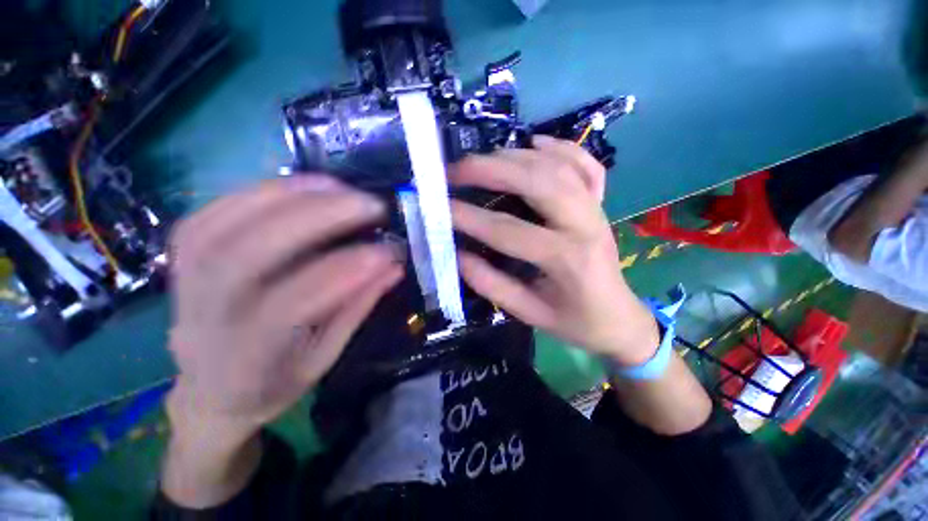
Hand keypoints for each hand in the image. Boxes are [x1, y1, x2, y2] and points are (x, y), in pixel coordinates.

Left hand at [166, 175, 402, 439]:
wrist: (210, 390)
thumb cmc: (273, 382)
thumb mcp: (324, 357)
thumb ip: (357, 308)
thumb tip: (393, 266)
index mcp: (247, 352)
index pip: (293, 303)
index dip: (346, 272)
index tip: (388, 252)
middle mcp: (207, 312)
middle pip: (252, 251)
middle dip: (320, 218)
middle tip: (370, 206)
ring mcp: (187, 277)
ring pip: (230, 221)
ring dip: (293, 195)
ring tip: (342, 187)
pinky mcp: (184, 253)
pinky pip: (216, 209)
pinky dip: (262, 190)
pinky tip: (302, 185)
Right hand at [451, 136, 658, 365]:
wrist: (619, 318)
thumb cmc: (574, 321)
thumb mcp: (529, 314)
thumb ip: (491, 285)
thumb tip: (457, 254)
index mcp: (568, 259)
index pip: (509, 230)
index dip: (470, 217)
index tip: (440, 207)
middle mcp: (586, 224)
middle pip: (538, 181)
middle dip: (491, 169)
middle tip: (456, 170)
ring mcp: (597, 208)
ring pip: (557, 165)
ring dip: (514, 156)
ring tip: (481, 161)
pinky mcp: (601, 202)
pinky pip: (584, 164)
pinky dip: (558, 147)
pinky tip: (534, 143)